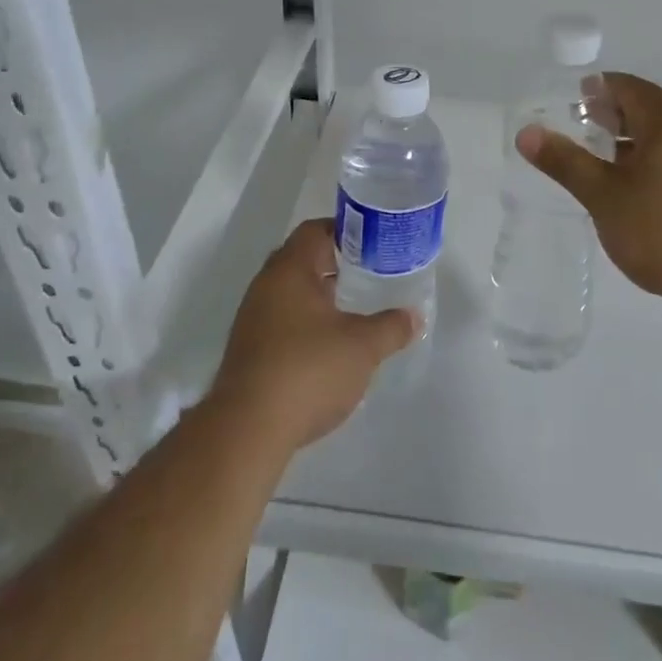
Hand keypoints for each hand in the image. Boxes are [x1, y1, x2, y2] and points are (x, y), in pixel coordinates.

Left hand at [210, 219, 416, 450]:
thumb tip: (414, 317)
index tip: (371, 243)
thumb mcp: (363, 347)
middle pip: (301, 259)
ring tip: (353, 309)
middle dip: (334, 264)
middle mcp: (266, 286)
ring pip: (290, 292)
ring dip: (319, 296)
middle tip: (367, 273)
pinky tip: (328, 346)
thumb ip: (391, 327)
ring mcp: (252, 319)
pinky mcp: (248, 351)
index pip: (315, 230)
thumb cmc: (308, 370)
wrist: (247, 430)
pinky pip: (281, 321)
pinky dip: (305, 323)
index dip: (344, 231)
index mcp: (290, 270)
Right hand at [516, 73, 661, 302]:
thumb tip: (526, 133)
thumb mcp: (603, 195)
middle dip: (615, 113)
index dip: (602, 88)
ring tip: (601, 159)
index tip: (576, 97)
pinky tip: (634, 190)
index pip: (631, 87)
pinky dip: (650, 161)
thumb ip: (565, 161)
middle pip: (649, 110)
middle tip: (582, 125)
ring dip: (632, 140)